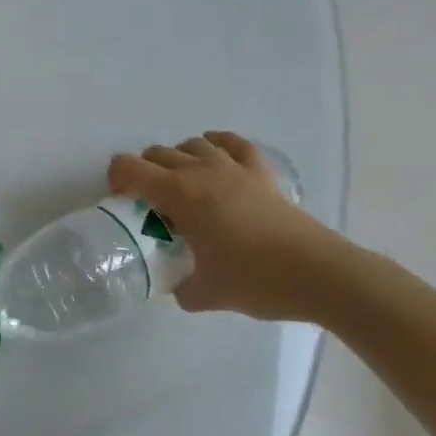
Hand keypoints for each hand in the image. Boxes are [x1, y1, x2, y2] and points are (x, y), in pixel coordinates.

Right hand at [107, 132, 353, 321]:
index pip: (130, 169)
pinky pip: (233, 143)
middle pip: (158, 154)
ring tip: (182, 184)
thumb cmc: (254, 280)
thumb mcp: (203, 293)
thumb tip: (175, 283)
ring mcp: (233, 167)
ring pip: (192, 144)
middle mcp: (201, 171)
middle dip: (144, 172)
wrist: (318, 274)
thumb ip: (179, 285)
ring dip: (177, 158)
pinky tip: (215, 152)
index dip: (116, 179)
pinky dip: (217, 143)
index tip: (120, 201)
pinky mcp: (261, 173)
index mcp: (179, 194)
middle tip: (149, 203)